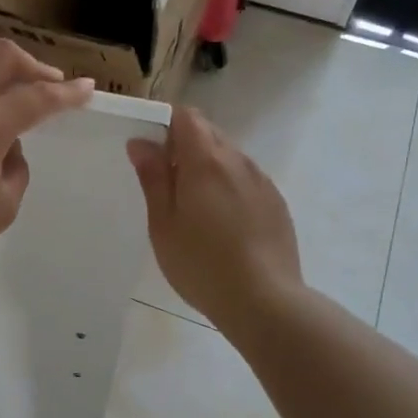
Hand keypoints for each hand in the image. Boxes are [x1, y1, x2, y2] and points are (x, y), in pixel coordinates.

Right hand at [127, 107, 302, 328]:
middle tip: (167, 184)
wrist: (265, 300)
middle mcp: (238, 161)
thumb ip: (153, 177)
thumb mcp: (163, 224)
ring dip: (208, 168)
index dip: (166, 124)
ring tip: (195, 208)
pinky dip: (230, 187)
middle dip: (185, 146)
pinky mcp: (276, 203)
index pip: (187, 116)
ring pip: (230, 157)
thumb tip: (140, 142)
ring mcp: (262, 181)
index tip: (152, 152)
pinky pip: (247, 180)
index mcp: (206, 161)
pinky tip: (223, 224)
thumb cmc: (201, 264)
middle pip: (209, 133)